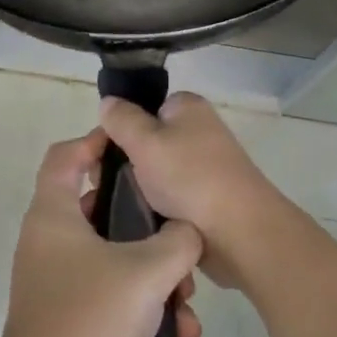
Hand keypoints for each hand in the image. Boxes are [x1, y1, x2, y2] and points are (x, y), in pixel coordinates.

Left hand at [0, 129, 203, 336]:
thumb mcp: (148, 271)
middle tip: (181, 237)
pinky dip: (141, 306)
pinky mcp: (67, 318)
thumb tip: (187, 232)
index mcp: (53, 216)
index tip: (136, 148)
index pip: (65, 156)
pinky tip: (175, 335)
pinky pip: (110, 295)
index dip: (97, 142)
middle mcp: (48, 242)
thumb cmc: (91, 321)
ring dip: (154, 275)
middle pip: (100, 210)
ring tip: (188, 303)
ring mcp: (55, 282)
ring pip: (113, 258)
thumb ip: (178, 240)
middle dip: (148, 226)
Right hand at [98, 93, 289, 290]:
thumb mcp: (146, 141)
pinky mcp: (203, 199)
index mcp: (187, 108)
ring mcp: (202, 167)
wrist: (240, 234)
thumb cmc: (190, 179)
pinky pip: (166, 198)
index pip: (140, 109)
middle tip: (100, 187)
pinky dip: (150, 208)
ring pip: (151, 173)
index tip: (96, 157)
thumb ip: (122, 119)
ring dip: (132, 190)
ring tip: (110, 209)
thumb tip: (108, 102)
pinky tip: (133, 223)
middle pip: (143, 142)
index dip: (116, 130)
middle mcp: (197, 132)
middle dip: (118, 164)